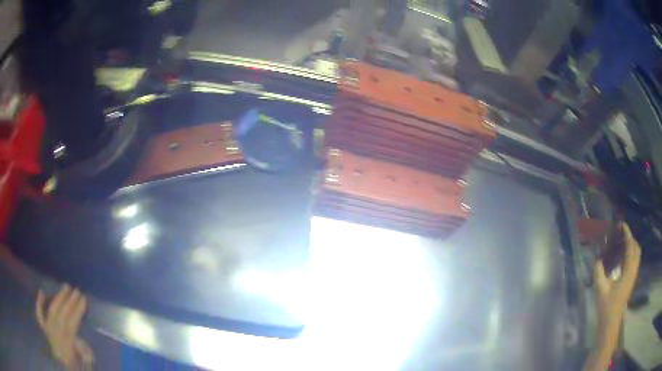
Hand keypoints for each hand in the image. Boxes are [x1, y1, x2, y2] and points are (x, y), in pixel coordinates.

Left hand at [35, 285, 94, 369]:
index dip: (77, 311)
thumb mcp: (86, 366)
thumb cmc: (79, 369)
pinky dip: (39, 304)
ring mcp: (48, 332)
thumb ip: (85, 356)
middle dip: (69, 302)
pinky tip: (41, 292)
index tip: (84, 299)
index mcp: (66, 345)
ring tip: (66, 287)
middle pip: (61, 315)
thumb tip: (80, 341)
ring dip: (58, 299)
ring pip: (52, 311)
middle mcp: (54, 335)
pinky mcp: (45, 331)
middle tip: (77, 290)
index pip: (71, 324)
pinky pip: (40, 316)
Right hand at [593, 223, 641, 328]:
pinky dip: (631, 253)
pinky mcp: (631, 280)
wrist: (610, 323)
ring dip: (632, 245)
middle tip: (621, 234)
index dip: (627, 234)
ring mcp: (633, 276)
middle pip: (636, 248)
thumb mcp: (600, 290)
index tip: (621, 225)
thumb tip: (597, 258)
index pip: (630, 246)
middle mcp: (633, 270)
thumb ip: (598, 272)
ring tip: (623, 243)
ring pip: (637, 254)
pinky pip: (635, 261)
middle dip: (630, 238)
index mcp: (628, 271)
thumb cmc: (606, 307)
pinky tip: (623, 257)